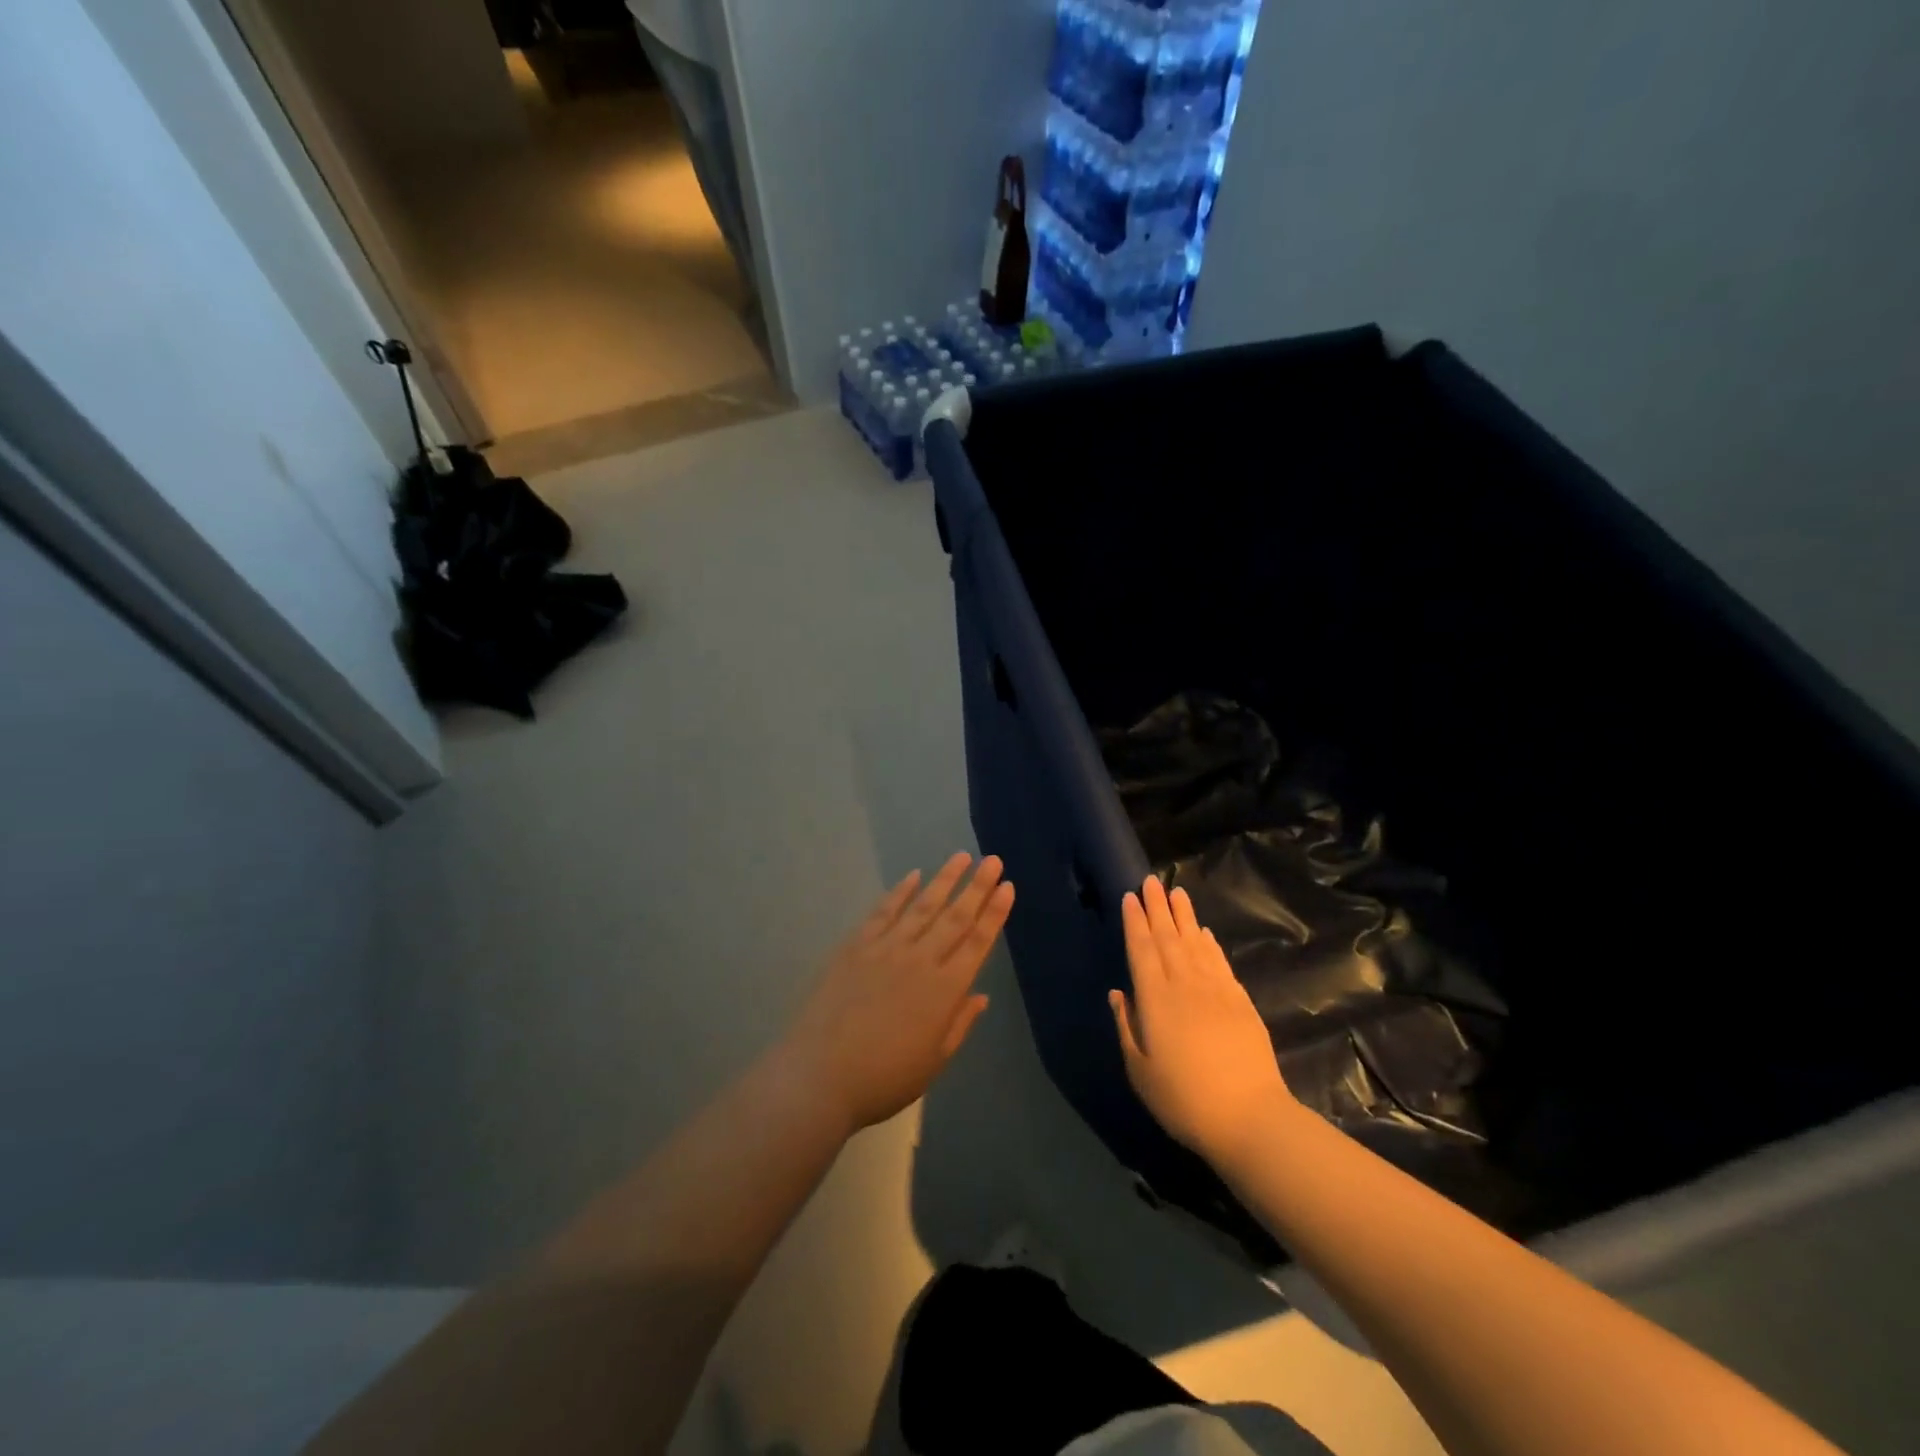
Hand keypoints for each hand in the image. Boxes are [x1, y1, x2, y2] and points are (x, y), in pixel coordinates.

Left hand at [782, 854, 1013, 1134]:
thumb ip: (959, 1024)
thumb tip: (980, 995)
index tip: (1007, 887)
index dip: (994, 913)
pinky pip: (883, 912)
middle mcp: (920, 960)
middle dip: (977, 886)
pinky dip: (900, 892)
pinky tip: (913, 876)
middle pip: (955, 917)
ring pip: (922, 906)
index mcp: (945, 991)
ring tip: (961, 856)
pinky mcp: (856, 946)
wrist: (820, 1075)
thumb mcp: (933, 1062)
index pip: (977, 942)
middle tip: (993, 860)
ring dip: (944, 879)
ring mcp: (886, 949)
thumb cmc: (883, 1078)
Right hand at [1110, 876, 1294, 1164]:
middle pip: (1168, 938)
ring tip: (1177, 893)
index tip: (1130, 896)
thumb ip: (1126, 1027)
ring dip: (1185, 917)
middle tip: (1151, 880)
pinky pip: (1220, 963)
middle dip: (1157, 908)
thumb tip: (1118, 993)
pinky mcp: (1241, 1002)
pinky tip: (1205, 933)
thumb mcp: (1140, 1071)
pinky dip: (1210, 944)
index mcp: (1155, 1000)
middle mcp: (1184, 986)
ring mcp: (1216, 991)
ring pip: (1196, 944)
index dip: (1135, 921)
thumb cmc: (1184, 1100)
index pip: (1141, 950)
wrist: (1250, 1118)